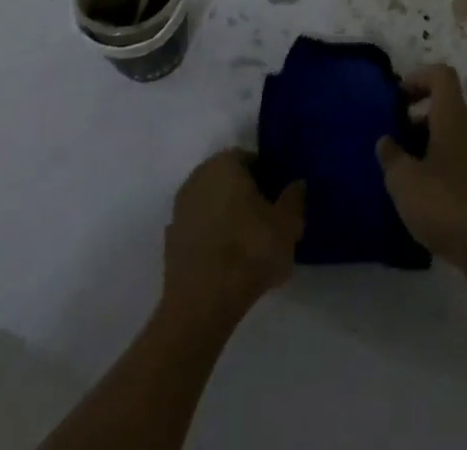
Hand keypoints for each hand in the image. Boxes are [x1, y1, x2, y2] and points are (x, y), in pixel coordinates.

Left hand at [161, 149, 304, 331]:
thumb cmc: (249, 252)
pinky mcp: (170, 242)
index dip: (268, 178)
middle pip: (229, 181)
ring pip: (212, 205)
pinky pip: (199, 231)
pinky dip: (212, 238)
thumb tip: (297, 184)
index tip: (278, 201)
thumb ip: (295, 198)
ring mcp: (180, 210)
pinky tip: (226, 261)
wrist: (201, 307)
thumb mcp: (288, 224)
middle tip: (266, 221)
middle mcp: (198, 178)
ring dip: (227, 217)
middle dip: (246, 196)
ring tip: (248, 245)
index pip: (251, 160)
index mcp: (225, 163)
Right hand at [376, 65, 466, 293]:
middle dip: (416, 118)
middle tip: (392, 141)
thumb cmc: (448, 205)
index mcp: (454, 117)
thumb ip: (391, 157)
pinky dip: (440, 170)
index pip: (441, 75)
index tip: (396, 98)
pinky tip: (424, 201)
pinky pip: (459, 163)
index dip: (418, 77)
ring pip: (451, 137)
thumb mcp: (405, 182)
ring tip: (402, 175)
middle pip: (445, 107)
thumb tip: (386, 140)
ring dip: (426, 147)